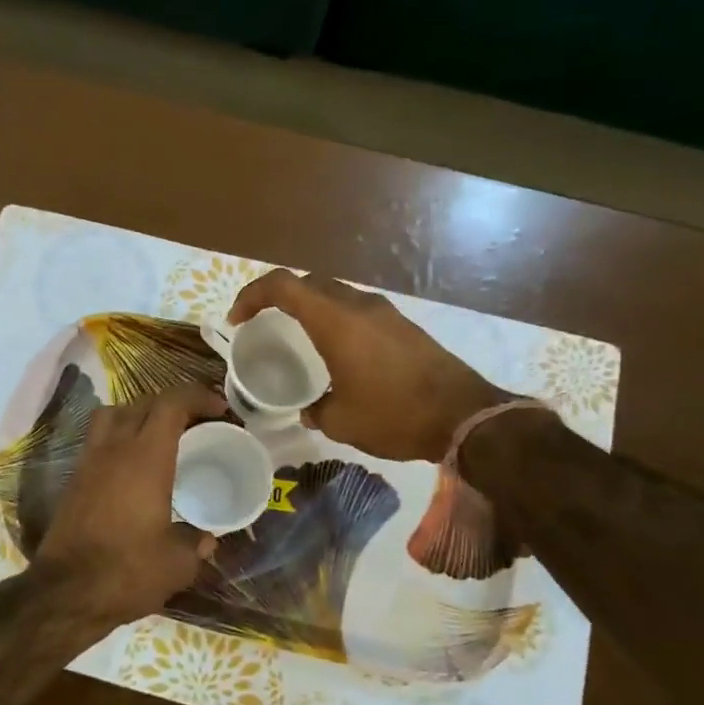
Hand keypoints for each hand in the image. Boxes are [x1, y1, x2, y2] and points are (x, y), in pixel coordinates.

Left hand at [32, 383, 229, 631]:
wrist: (66, 593)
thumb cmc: (127, 571)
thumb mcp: (176, 563)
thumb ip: (195, 543)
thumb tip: (205, 539)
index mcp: (146, 457)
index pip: (171, 403)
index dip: (198, 397)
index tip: (220, 409)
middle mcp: (115, 449)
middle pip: (143, 403)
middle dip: (173, 404)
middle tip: (197, 422)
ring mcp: (89, 461)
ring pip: (113, 414)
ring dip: (140, 414)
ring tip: (160, 436)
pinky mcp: (73, 479)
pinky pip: (98, 438)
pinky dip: (119, 437)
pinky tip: (133, 466)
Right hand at [228, 271, 508, 461]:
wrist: (466, 416)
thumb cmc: (395, 415)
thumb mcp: (341, 421)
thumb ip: (315, 410)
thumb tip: (309, 409)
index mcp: (335, 320)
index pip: (282, 285)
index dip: (251, 296)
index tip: (237, 321)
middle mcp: (358, 306)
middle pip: (308, 282)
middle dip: (278, 297)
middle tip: (262, 323)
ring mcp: (384, 313)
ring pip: (335, 294)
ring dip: (310, 307)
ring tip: (297, 337)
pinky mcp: (403, 326)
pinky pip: (357, 310)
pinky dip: (335, 319)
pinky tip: (337, 351)